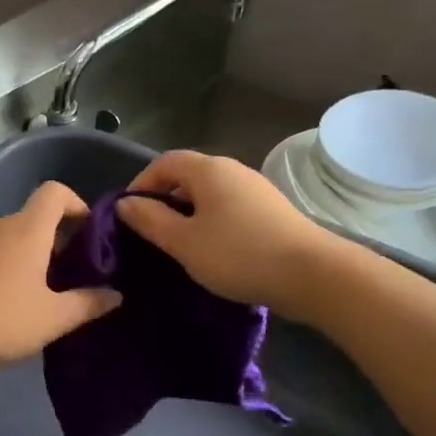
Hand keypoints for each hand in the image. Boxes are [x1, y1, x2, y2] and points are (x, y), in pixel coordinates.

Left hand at [0, 181, 121, 374]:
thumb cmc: (5, 319)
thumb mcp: (55, 317)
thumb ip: (89, 303)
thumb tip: (116, 295)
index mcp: (28, 228)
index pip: (55, 192)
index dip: (77, 204)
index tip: (91, 233)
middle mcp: (2, 225)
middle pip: (37, 215)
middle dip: (61, 236)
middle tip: (78, 270)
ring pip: (16, 235)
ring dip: (37, 252)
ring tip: (51, 288)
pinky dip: (14, 263)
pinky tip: (20, 297)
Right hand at [118, 150, 329, 306]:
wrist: (311, 273)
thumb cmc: (238, 254)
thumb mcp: (184, 242)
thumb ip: (150, 220)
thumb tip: (125, 204)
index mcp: (208, 170)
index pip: (165, 162)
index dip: (141, 183)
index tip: (128, 214)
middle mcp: (233, 170)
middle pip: (188, 176)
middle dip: (163, 199)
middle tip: (149, 232)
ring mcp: (255, 189)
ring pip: (209, 194)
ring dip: (187, 213)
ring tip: (177, 245)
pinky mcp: (270, 211)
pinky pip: (228, 208)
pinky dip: (210, 222)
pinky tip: (210, 249)